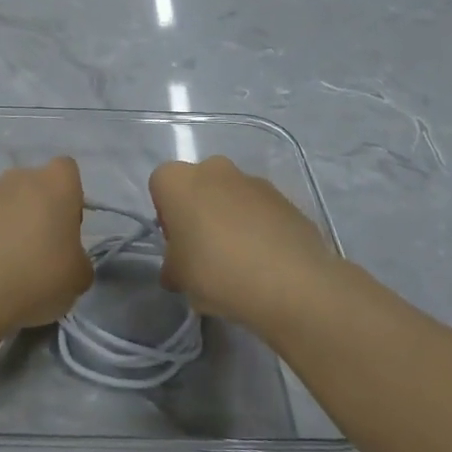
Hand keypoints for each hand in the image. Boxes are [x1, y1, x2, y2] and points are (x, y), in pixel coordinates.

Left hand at [0, 158, 93, 333]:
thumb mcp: (78, 278)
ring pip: (3, 205)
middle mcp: (16, 179)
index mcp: (54, 183)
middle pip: (33, 188)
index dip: (70, 198)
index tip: (65, 230)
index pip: (68, 172)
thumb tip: (68, 261)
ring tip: (6, 269)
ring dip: (7, 228)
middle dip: (36, 213)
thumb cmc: (36, 276)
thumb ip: (78, 261)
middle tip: (38, 253)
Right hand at [148, 157, 344, 329]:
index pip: (160, 186)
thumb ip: (172, 266)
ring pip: (231, 197)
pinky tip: (266, 262)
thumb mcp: (178, 278)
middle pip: (198, 187)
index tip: (178, 246)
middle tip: (206, 253)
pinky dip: (259, 229)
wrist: (291, 282)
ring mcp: (254, 180)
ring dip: (230, 220)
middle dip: (199, 213)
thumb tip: (178, 269)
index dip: (166, 216)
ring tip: (241, 262)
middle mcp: (214, 168)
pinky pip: (261, 211)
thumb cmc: (217, 271)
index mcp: (178, 180)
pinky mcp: (285, 198)